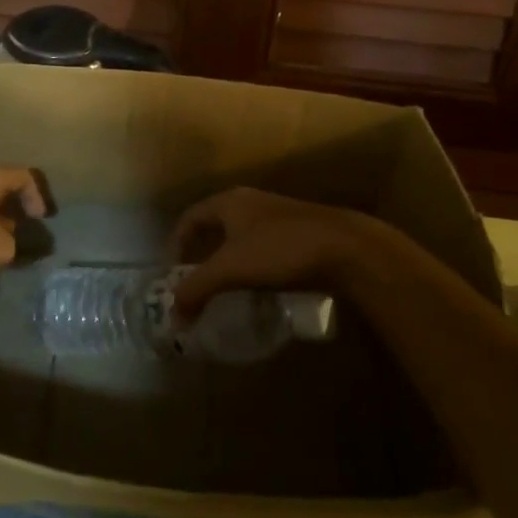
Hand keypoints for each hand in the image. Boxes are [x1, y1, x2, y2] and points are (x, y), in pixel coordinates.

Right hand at [168, 187, 385, 315]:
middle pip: (215, 226)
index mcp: (230, 202)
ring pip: (241, 237)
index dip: (176, 242)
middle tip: (195, 283)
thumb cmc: (280, 249)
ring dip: (229, 262)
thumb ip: (198, 289)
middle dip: (202, 254)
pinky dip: (253, 266)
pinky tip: (258, 289)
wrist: (345, 248)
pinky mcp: (299, 233)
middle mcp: (251, 203)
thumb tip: (174, 315)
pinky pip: (264, 248)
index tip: (172, 271)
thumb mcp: (231, 269)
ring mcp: (278, 216)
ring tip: (224, 290)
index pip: (190, 217)